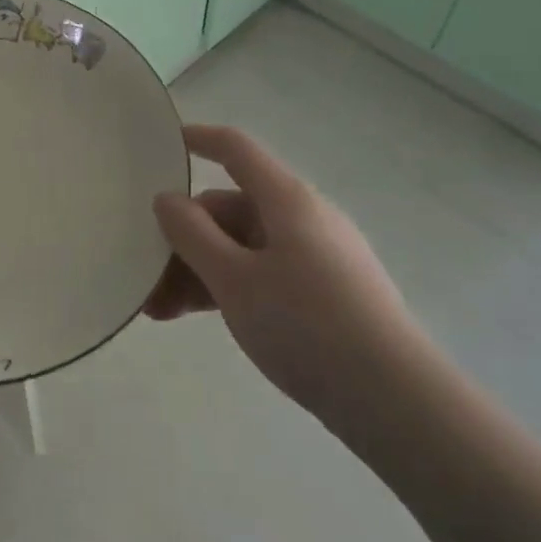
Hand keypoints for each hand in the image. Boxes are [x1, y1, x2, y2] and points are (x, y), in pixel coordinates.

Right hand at [150, 125, 419, 424]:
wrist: (395, 402)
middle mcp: (302, 219)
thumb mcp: (234, 279)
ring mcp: (315, 257)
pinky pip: (261, 275)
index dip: (198, 139)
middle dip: (183, 237)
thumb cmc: (306, 325)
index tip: (161, 144)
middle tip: (145, 276)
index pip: (236, 150)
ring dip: (197, 270)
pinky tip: (195, 317)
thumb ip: (191, 234)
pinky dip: (226, 288)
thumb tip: (166, 199)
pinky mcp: (323, 294)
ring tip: (159, 310)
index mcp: (286, 200)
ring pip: (241, 248)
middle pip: (230, 208)